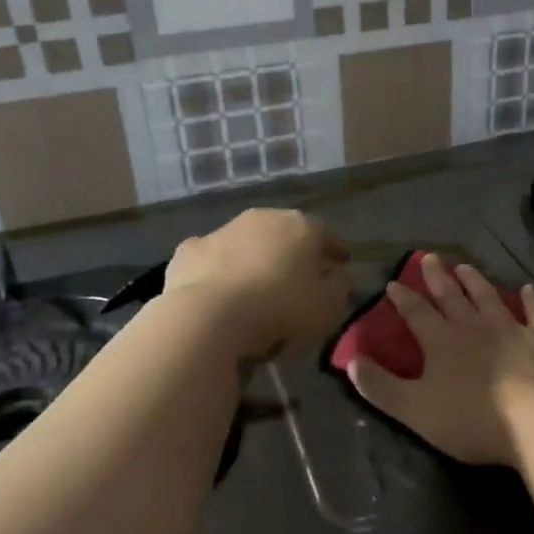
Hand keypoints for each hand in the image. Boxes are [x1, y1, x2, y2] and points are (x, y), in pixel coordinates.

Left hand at [163, 208, 350, 358]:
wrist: (209, 316)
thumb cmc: (279, 307)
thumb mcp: (326, 307)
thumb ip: (338, 290)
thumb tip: (336, 281)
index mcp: (300, 226)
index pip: (326, 234)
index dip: (336, 249)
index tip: (343, 263)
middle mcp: (262, 218)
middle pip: (284, 233)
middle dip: (294, 251)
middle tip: (300, 273)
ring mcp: (222, 231)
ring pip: (246, 242)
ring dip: (255, 258)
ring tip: (258, 285)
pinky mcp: (189, 251)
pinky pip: (213, 259)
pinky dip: (219, 270)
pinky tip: (220, 289)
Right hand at [346, 253, 533, 466]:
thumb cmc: (472, 418)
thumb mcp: (414, 409)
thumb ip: (380, 387)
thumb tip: (351, 361)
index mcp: (441, 342)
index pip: (417, 313)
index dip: (403, 298)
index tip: (393, 283)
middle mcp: (474, 327)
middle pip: (452, 297)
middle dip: (437, 278)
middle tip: (429, 257)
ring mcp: (511, 330)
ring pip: (489, 298)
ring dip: (476, 282)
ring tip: (465, 267)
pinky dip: (532, 301)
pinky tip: (528, 289)